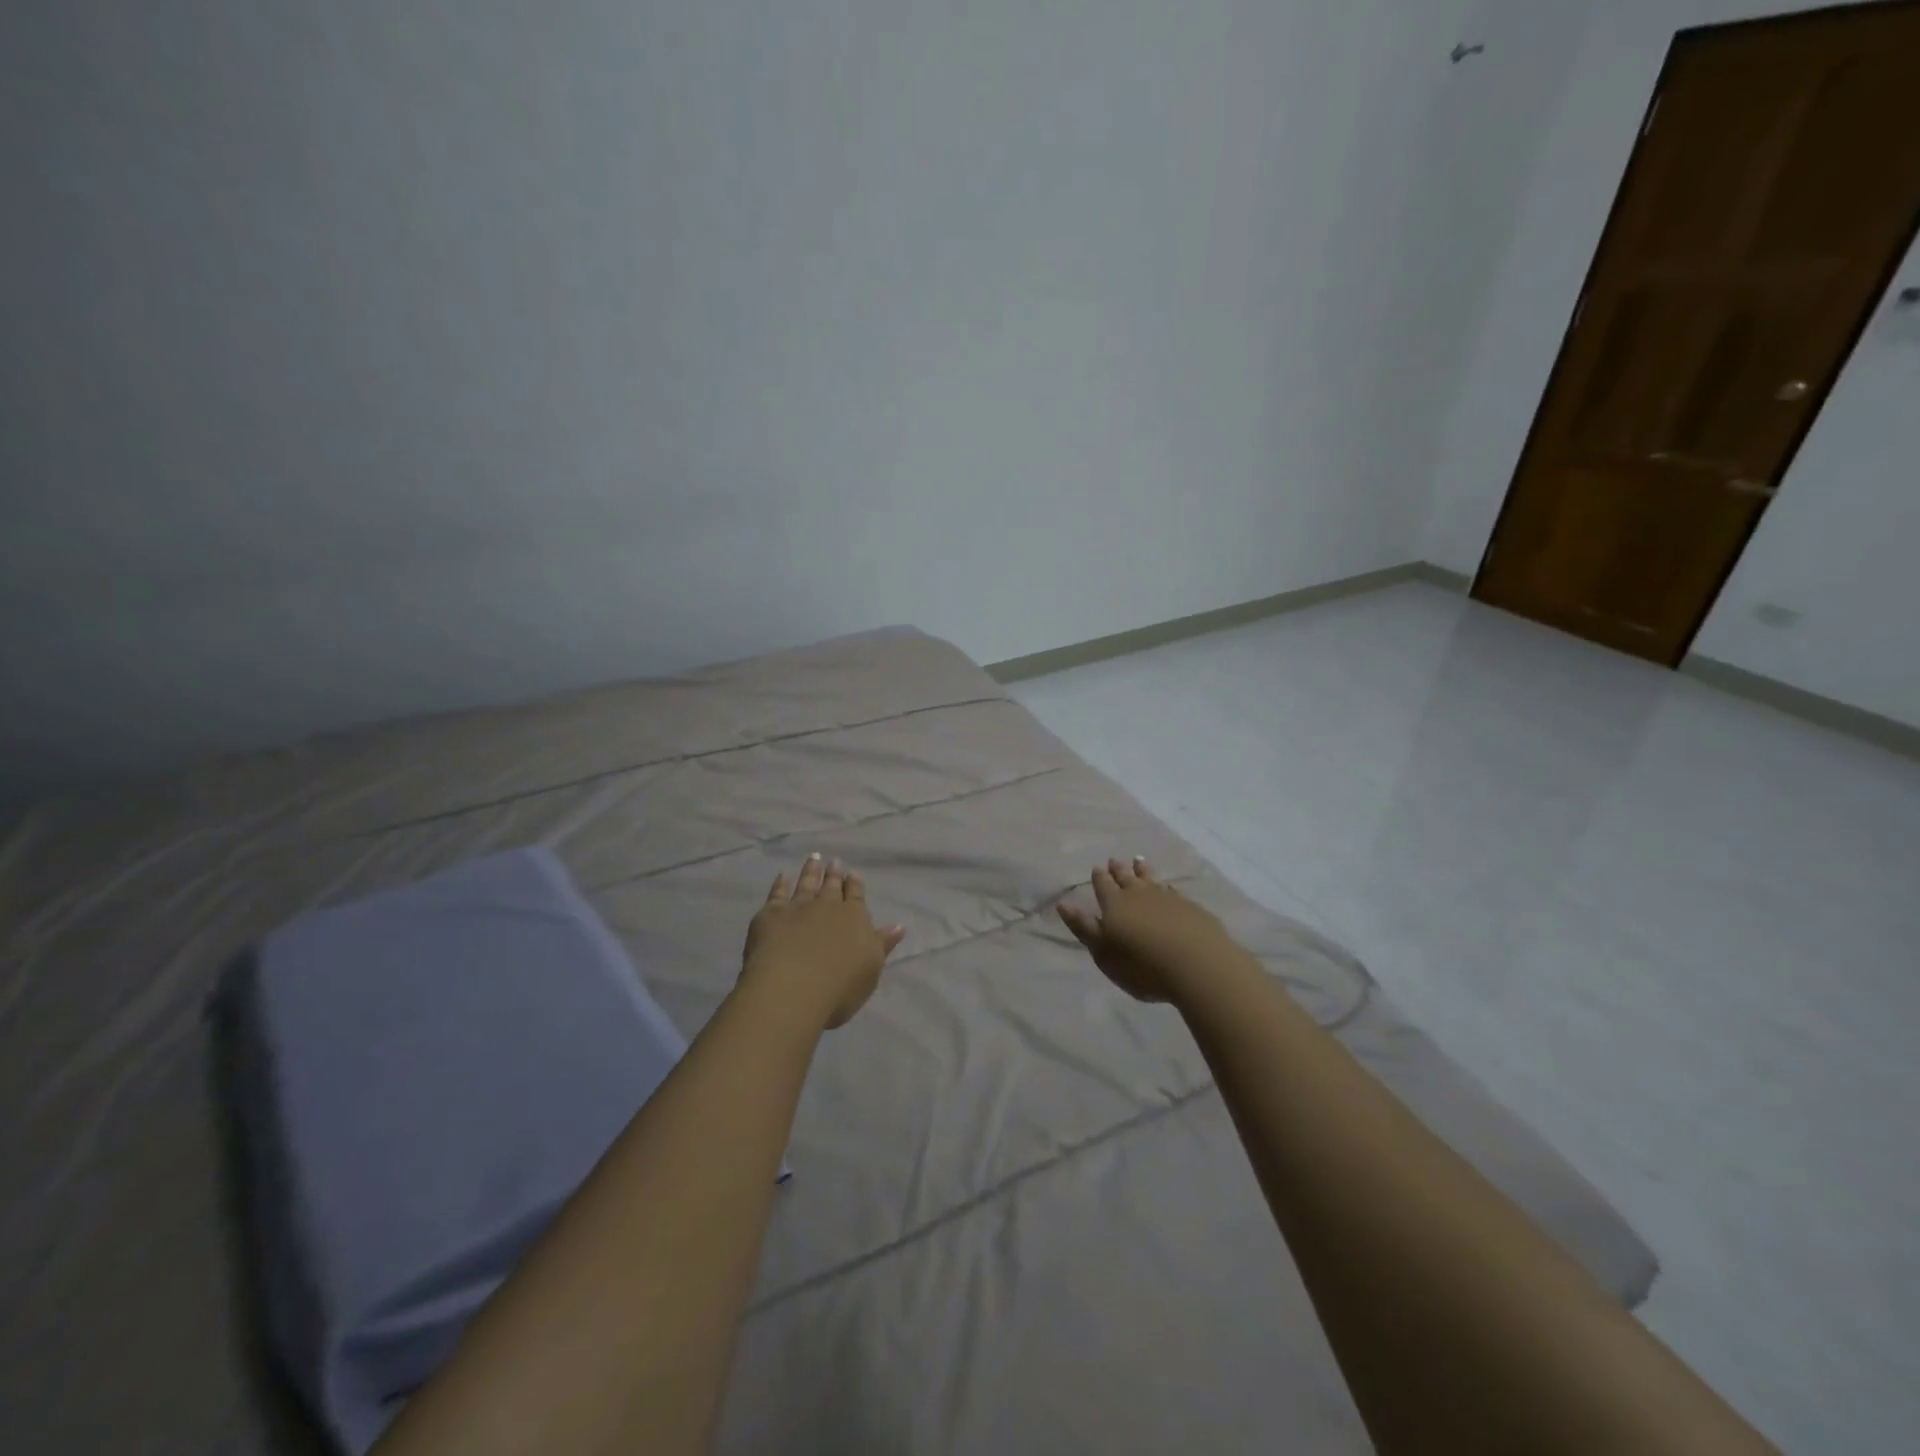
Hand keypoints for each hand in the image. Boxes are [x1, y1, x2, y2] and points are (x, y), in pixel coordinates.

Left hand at [741, 854, 907, 1029]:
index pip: (856, 895)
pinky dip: (780, 884)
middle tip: (834, 862)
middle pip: (831, 886)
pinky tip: (782, 877)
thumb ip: (882, 944)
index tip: (853, 873)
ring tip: (814, 859)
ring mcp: (798, 907)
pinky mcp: (771, 914)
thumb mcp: (871, 967)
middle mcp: (827, 906)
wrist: (792, 988)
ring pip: (807, 883)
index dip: (855, 884)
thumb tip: (899, 926)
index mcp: (855, 917)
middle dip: (834, 874)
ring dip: (811, 871)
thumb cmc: (840, 986)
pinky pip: (777, 893)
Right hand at [1058, 857, 1247, 1004]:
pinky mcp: (1190, 907)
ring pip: (1150, 878)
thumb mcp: (1104, 953)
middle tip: (1115, 860)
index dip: (1099, 877)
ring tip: (1138, 861)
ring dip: (1143, 870)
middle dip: (1119, 869)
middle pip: (1126, 877)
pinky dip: (1166, 886)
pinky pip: (1172, 890)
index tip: (1097, 868)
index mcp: (1114, 904)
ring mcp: (1167, 898)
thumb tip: (1064, 904)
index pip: (1103, 885)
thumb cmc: (1142, 965)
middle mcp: (1139, 894)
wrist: (1197, 964)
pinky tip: (1167, 887)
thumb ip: (1084, 928)